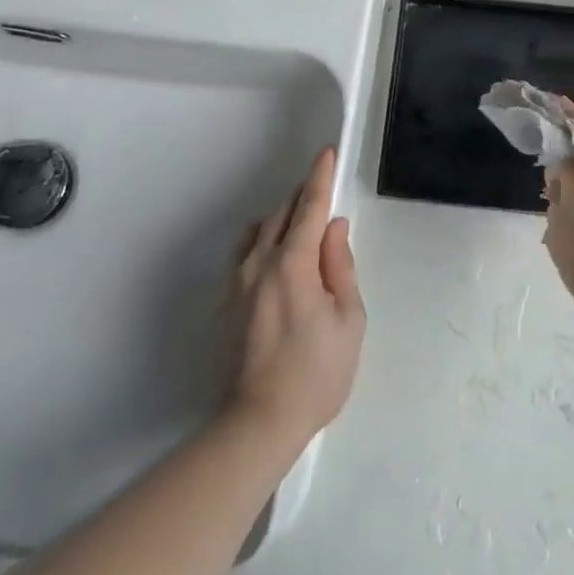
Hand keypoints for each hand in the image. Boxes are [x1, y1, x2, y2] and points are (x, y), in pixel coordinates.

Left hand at [227, 148, 365, 447]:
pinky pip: (245, 255)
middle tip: (322, 196)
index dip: (319, 177)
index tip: (326, 153)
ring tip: (301, 230)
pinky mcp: (225, 303)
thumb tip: (333, 228)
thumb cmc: (317, 372)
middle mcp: (259, 263)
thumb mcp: (348, 319)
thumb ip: (340, 266)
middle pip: (280, 214)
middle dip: (302, 198)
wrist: (259, 421)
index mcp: (293, 263)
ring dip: (281, 220)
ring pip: (259, 232)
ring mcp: (236, 283)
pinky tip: (276, 261)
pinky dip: (264, 244)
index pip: (308, 207)